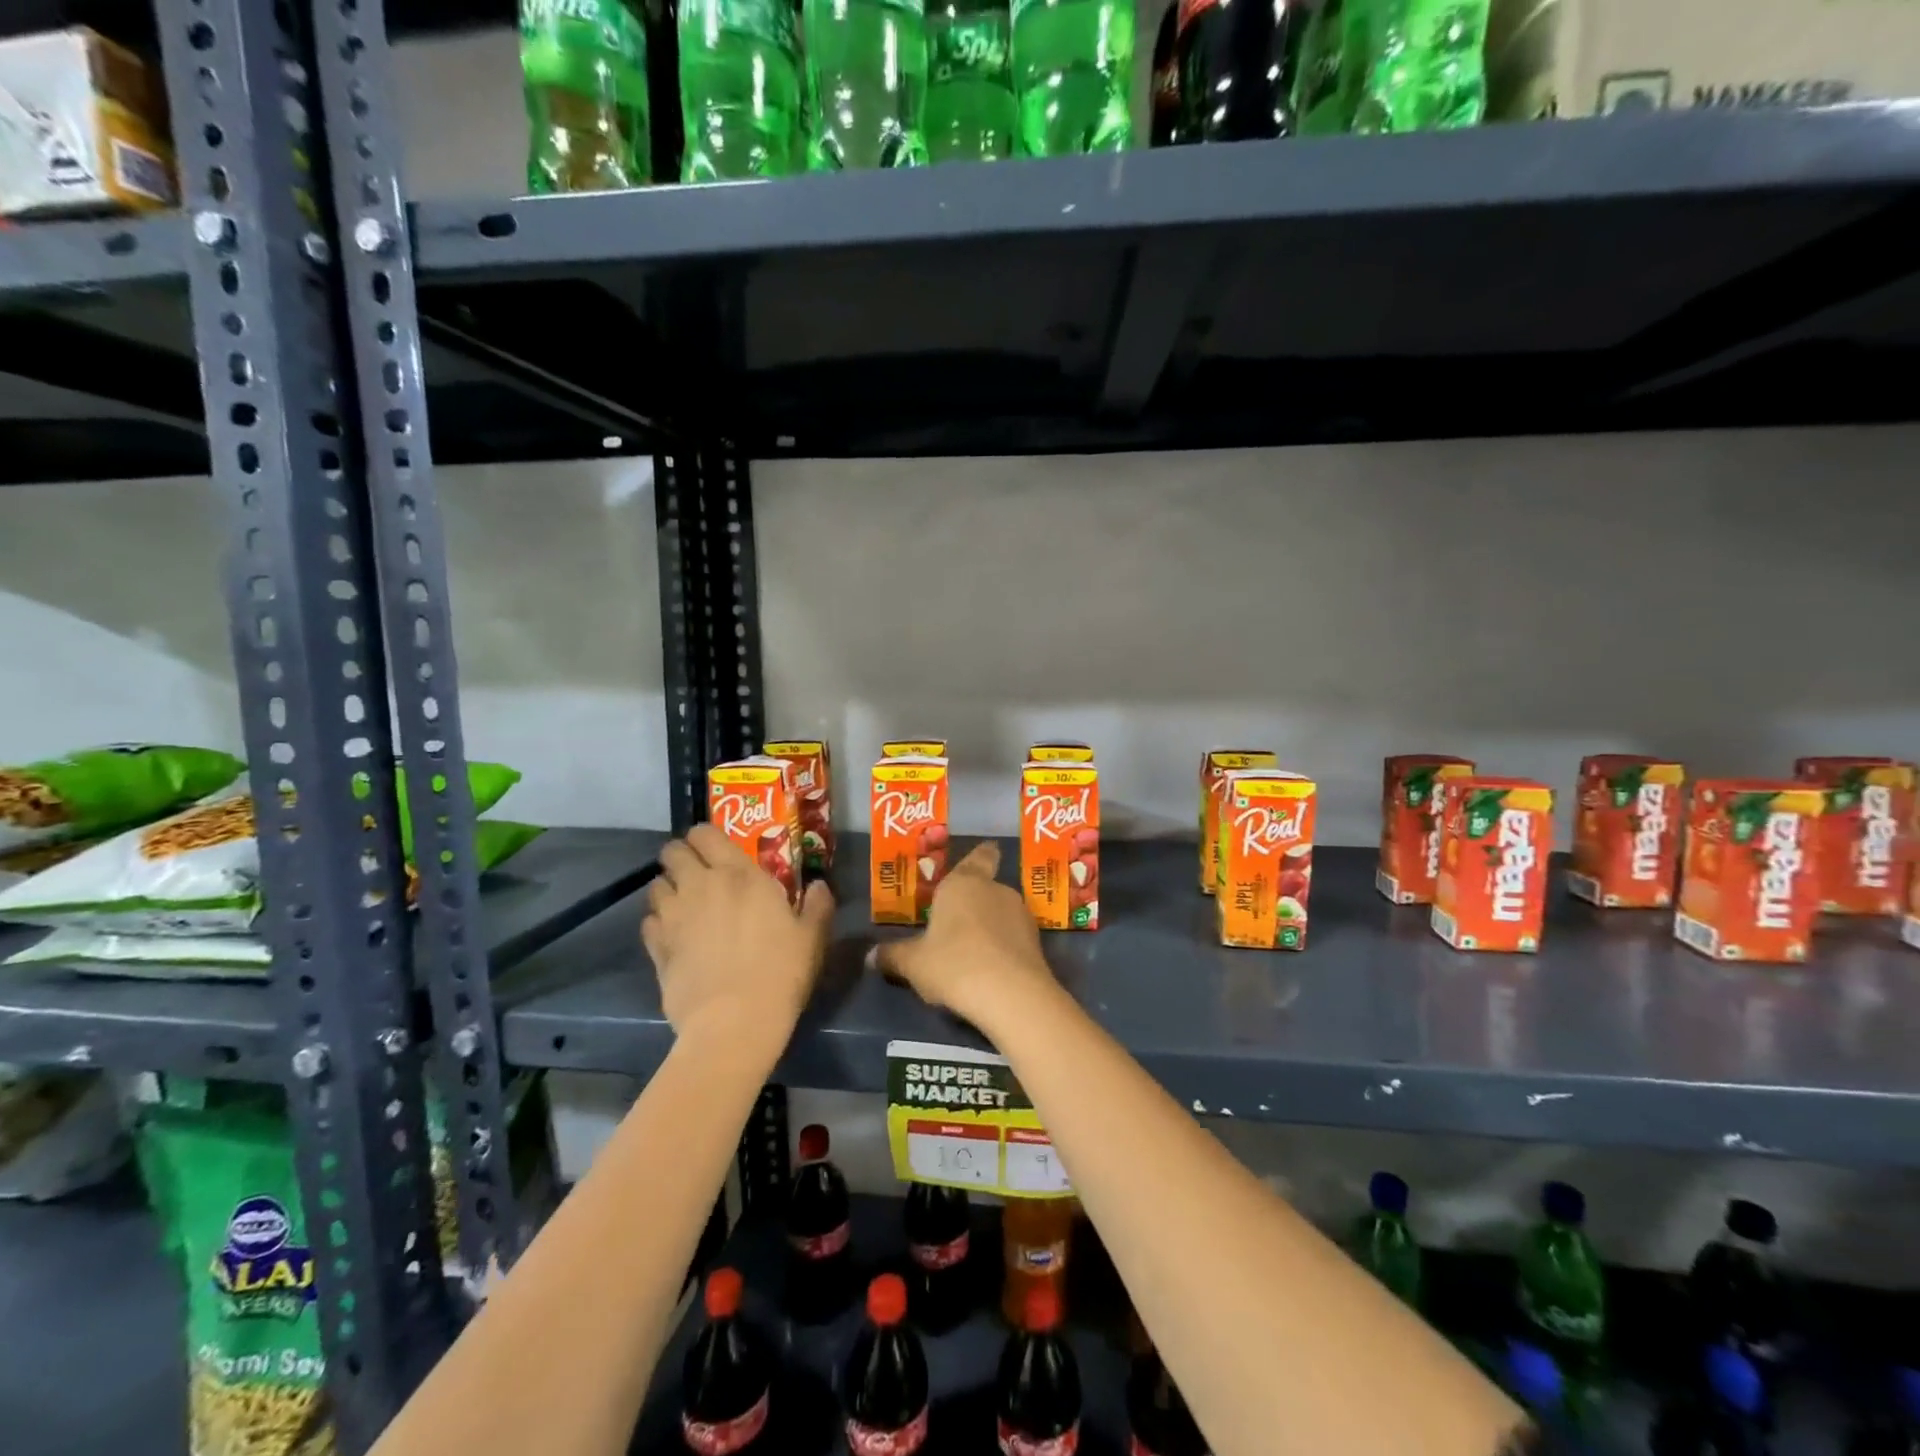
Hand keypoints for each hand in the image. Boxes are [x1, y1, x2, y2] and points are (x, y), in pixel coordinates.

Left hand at [642, 824, 834, 1051]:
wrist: (735, 1023)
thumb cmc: (781, 972)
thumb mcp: (813, 937)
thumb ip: (818, 905)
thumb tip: (819, 886)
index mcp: (740, 875)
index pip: (706, 833)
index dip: (705, 836)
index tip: (715, 849)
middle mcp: (700, 886)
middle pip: (672, 852)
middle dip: (680, 857)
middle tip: (697, 874)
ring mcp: (674, 917)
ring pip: (655, 886)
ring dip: (668, 890)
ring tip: (684, 905)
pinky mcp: (657, 949)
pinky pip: (648, 923)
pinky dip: (657, 924)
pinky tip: (673, 937)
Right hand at [872, 842, 1056, 1032]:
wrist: (1012, 996)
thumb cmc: (954, 964)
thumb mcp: (913, 964)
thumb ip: (892, 956)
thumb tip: (870, 957)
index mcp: (964, 883)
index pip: (978, 857)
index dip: (980, 855)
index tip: (984, 852)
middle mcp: (996, 890)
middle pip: (986, 888)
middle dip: (974, 902)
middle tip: (955, 921)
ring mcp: (1021, 915)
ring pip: (1002, 912)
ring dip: (990, 926)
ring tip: (972, 951)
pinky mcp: (1037, 942)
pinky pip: (1014, 937)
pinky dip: (1005, 947)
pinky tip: (991, 969)